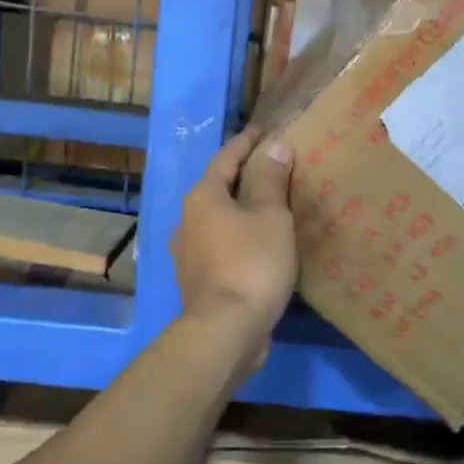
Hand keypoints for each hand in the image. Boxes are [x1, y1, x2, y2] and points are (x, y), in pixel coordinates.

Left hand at [170, 128, 297, 357]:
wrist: (225, 332)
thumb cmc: (251, 265)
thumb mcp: (271, 218)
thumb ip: (272, 181)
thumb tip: (275, 146)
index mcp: (203, 198)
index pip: (226, 158)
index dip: (247, 143)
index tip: (264, 131)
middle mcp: (188, 220)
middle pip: (217, 187)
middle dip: (242, 175)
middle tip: (270, 166)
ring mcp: (188, 252)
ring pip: (217, 218)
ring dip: (239, 208)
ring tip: (266, 205)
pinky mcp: (197, 279)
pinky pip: (220, 244)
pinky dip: (237, 236)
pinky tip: (255, 244)